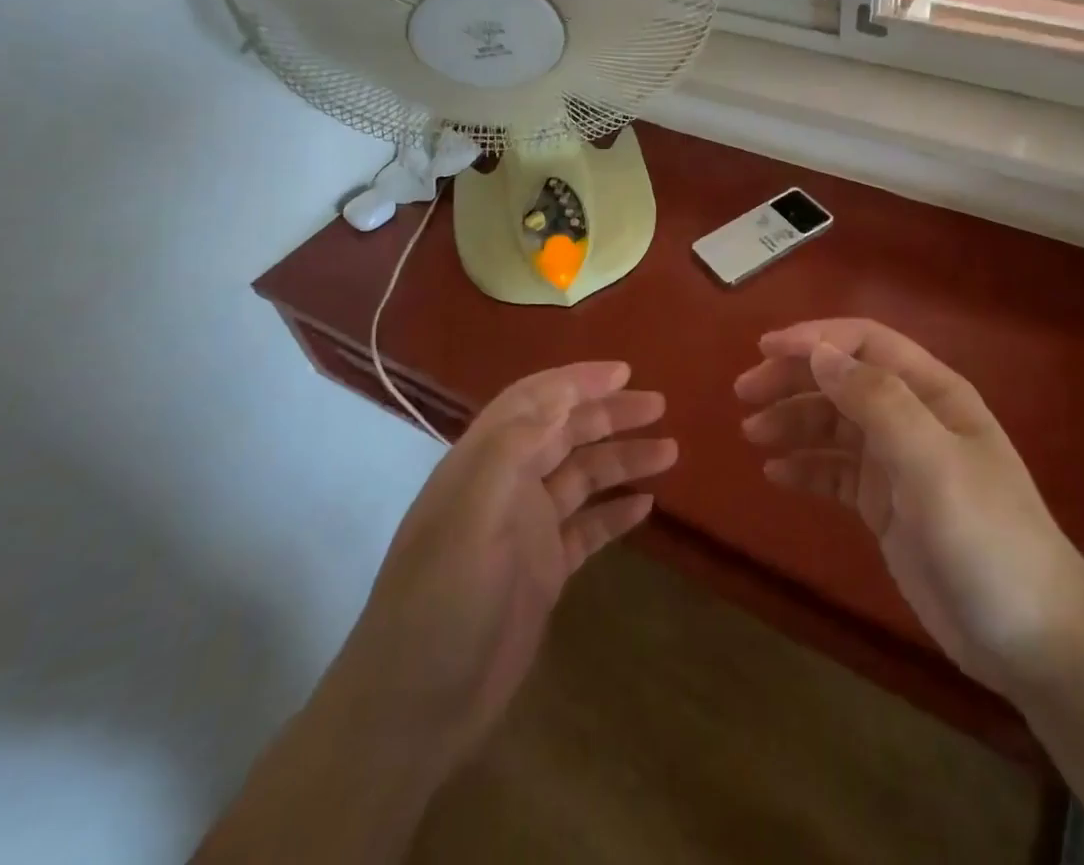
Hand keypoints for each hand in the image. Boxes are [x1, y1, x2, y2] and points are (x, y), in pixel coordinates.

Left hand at [333, 361, 676, 769]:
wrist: (415, 711)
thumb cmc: (440, 604)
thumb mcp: (469, 519)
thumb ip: (510, 451)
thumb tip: (558, 398)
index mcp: (483, 464)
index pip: (533, 401)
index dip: (576, 381)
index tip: (623, 372)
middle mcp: (506, 486)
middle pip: (564, 433)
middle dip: (609, 414)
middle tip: (658, 405)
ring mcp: (526, 530)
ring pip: (582, 477)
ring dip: (622, 460)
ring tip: (669, 451)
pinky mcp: (543, 570)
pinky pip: (588, 528)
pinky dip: (615, 513)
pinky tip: (646, 507)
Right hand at [735, 318, 1083, 697]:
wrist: (1033, 640)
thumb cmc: (986, 539)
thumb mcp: (933, 463)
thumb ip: (877, 402)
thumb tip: (820, 351)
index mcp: (932, 393)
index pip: (866, 343)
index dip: (815, 338)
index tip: (765, 349)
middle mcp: (913, 417)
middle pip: (843, 379)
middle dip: (793, 378)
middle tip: (743, 393)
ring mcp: (899, 462)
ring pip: (834, 424)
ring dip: (792, 421)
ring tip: (751, 434)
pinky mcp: (886, 504)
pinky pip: (836, 472)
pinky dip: (806, 467)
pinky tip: (775, 475)